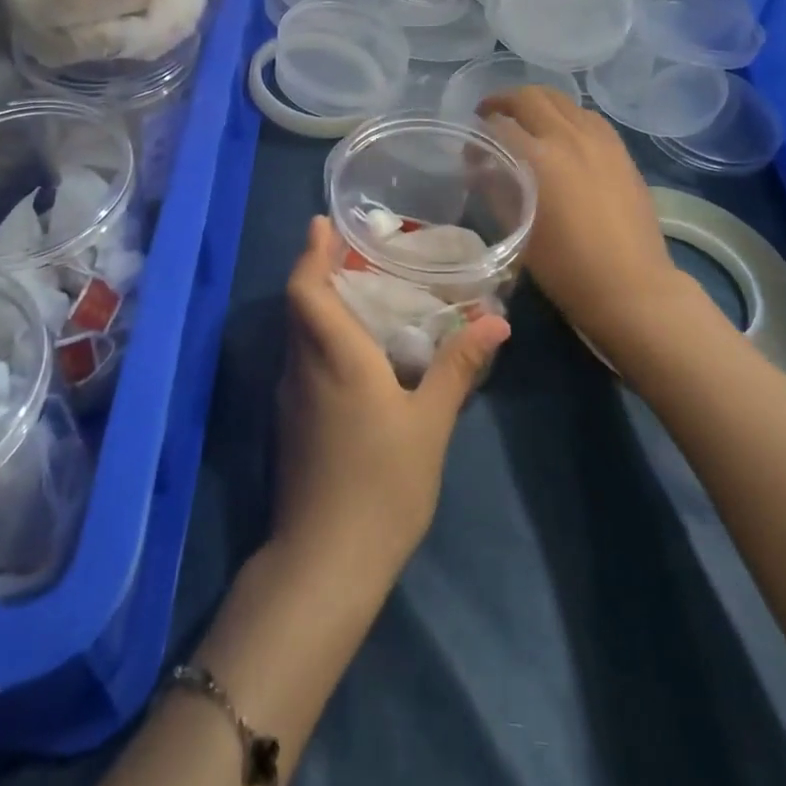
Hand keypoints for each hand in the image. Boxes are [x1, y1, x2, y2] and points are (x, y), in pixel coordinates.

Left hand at [274, 216, 510, 591]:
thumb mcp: (429, 423)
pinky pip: (303, 359)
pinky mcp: (291, 421)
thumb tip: (495, 322)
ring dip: (320, 304)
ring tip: (360, 291)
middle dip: (319, 271)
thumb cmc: (382, 484)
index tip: (323, 223)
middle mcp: (303, 366)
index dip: (311, 252)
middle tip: (355, 251)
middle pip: (300, 305)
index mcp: (334, 356)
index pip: (306, 289)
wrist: (325, 561)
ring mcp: (292, 396)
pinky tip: (355, 350)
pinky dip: (321, 337)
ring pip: (299, 333)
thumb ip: (457, 368)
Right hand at [478, 86, 703, 369]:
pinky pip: (588, 116)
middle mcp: (570, 136)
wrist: (630, 286)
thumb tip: (480, 165)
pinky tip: (562, 134)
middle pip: (530, 97)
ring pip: (562, 100)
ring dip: (537, 104)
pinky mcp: (620, 150)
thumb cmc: (565, 266)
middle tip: (490, 117)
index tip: (470, 150)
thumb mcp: (517, 227)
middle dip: (503, 102)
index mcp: (539, 157)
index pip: (498, 124)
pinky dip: (566, 115)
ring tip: (525, 121)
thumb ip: (495, 187)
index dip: (478, 132)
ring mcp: (600, 139)